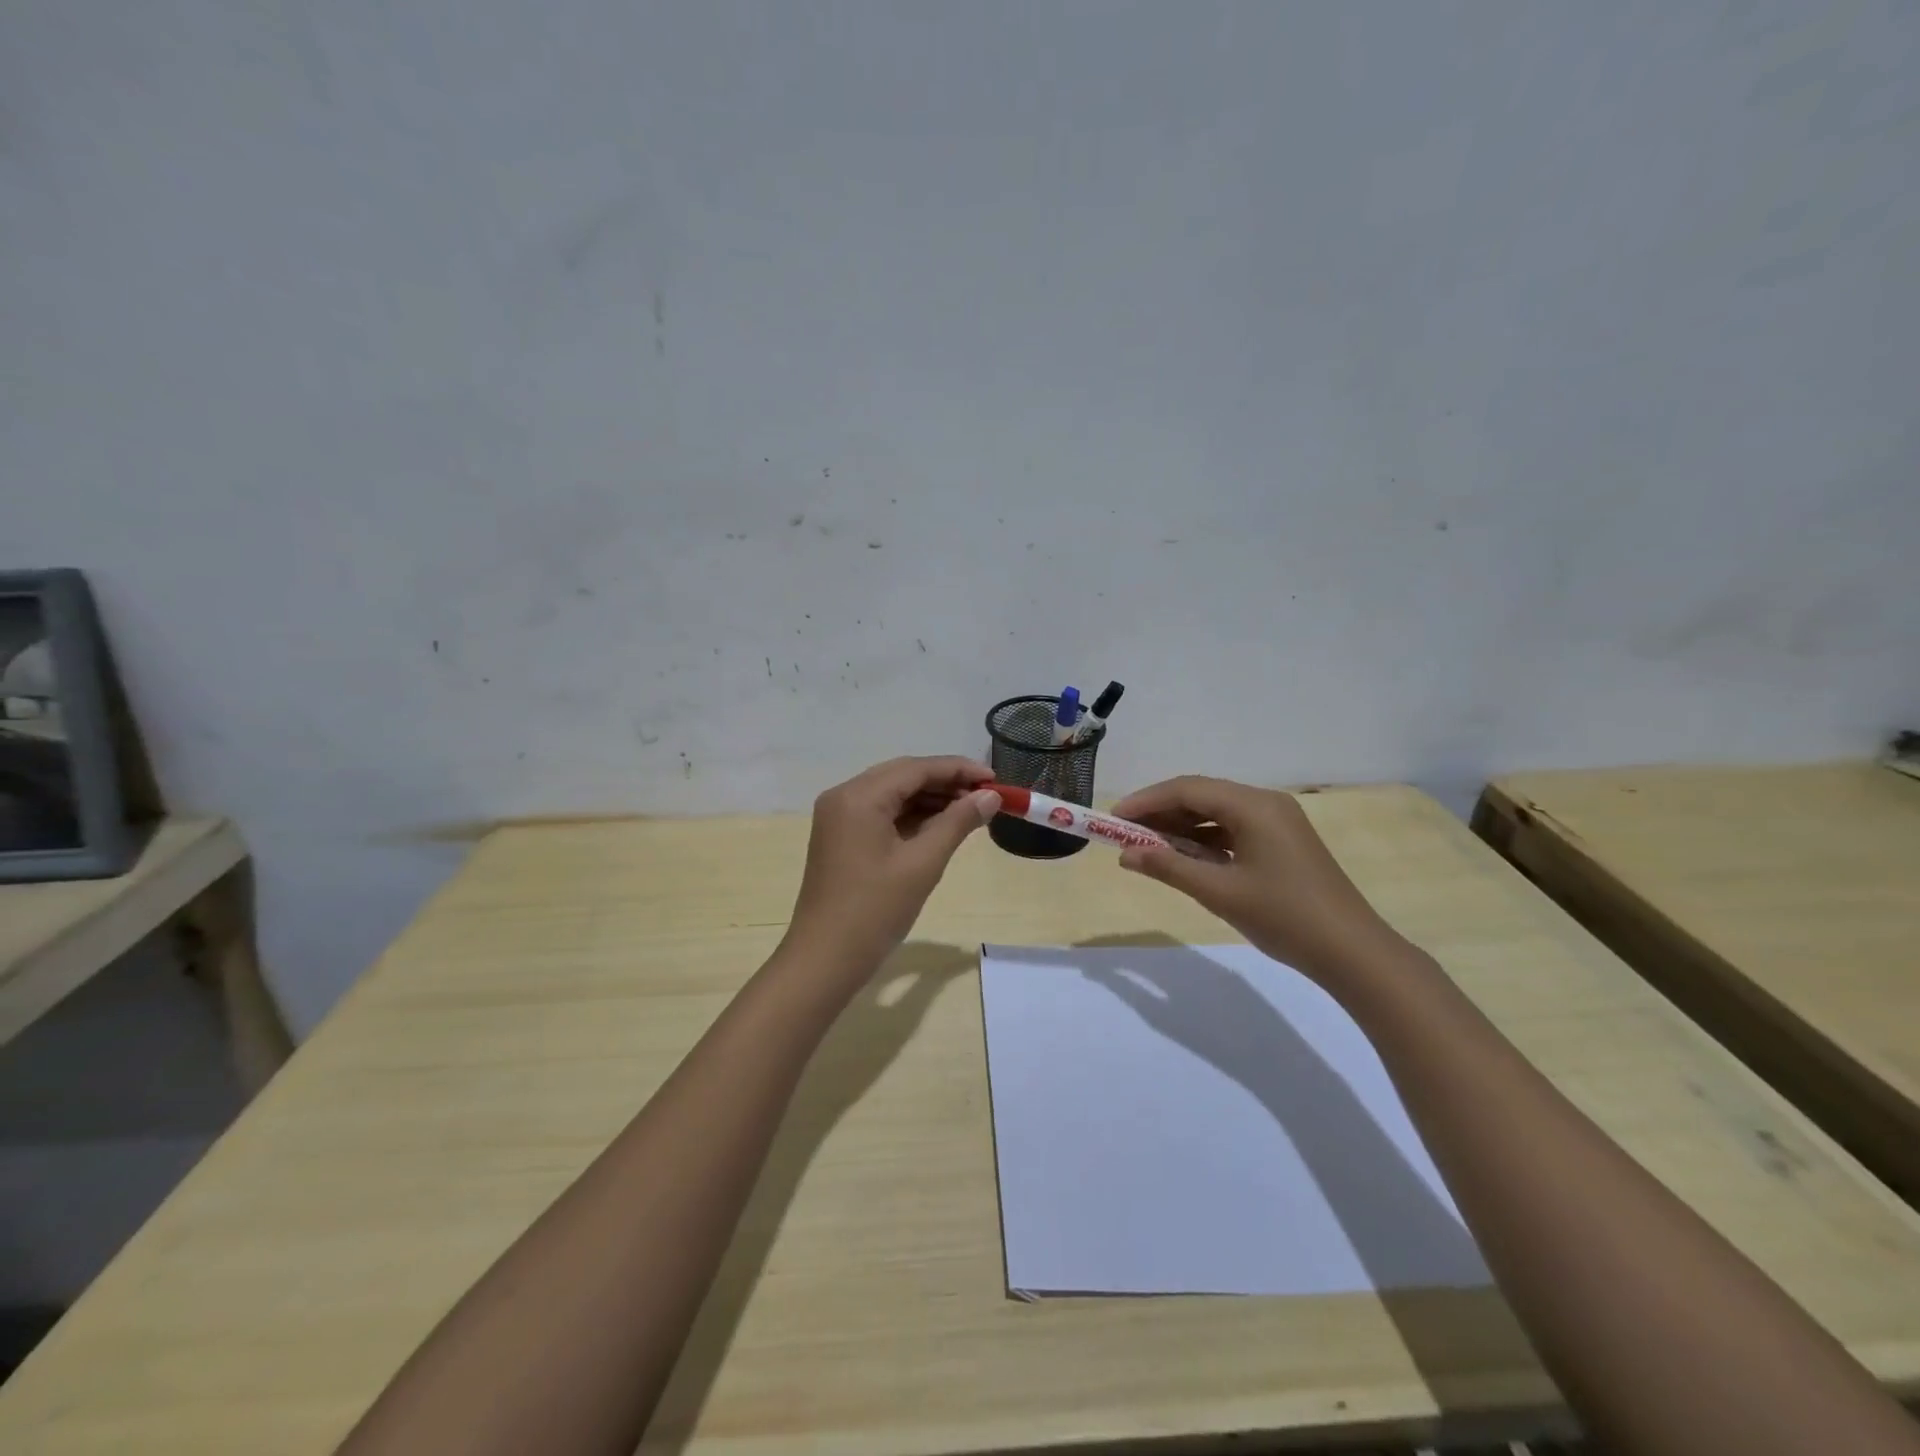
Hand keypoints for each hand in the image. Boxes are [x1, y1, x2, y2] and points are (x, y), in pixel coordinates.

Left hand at [783, 756, 999, 980]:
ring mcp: (839, 817)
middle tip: (986, 795)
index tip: (995, 779)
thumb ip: (958, 822)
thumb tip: (991, 796)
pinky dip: (911, 816)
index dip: (958, 769)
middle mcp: (844, 796)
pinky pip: (881, 814)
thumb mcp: (923, 863)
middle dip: (946, 782)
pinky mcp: (841, 837)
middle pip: (903, 776)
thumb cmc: (875, 910)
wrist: (824, 960)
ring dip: (930, 799)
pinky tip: (941, 825)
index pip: (916, 768)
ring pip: (893, 794)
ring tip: (971, 810)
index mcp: (859, 796)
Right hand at [1109, 776, 1402, 986]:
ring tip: (1147, 847)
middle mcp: (1266, 803)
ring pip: (1216, 813)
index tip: (1113, 819)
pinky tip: (1185, 858)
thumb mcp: (1219, 893)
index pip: (1187, 790)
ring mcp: (1278, 822)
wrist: (1353, 952)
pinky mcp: (1282, 842)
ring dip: (1181, 828)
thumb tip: (1126, 856)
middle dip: (1160, 813)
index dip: (1146, 801)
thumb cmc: (1284, 917)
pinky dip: (1204, 840)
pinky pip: (1233, 829)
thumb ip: (1169, 868)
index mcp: (1253, 806)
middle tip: (1125, 834)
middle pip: (1202, 796)